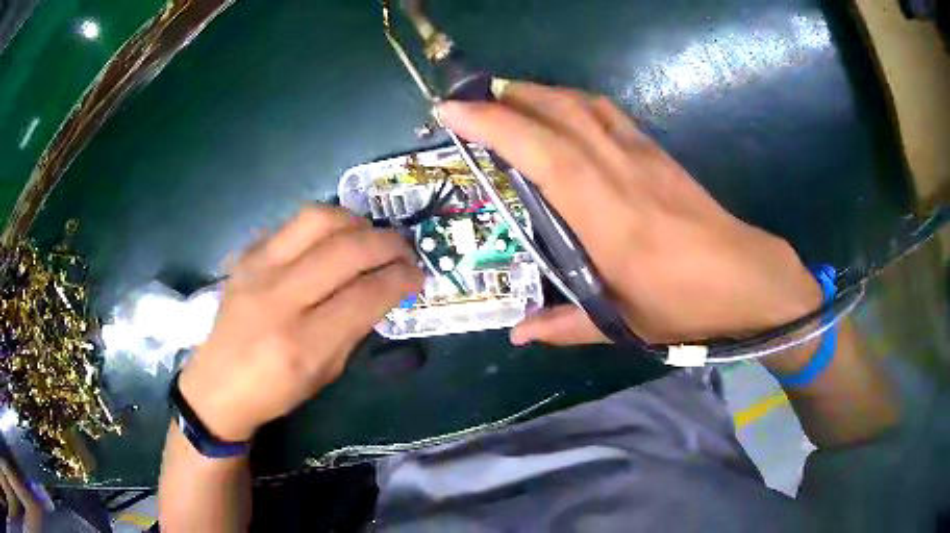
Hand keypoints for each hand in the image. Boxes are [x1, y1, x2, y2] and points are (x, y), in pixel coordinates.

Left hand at [178, 206, 422, 440]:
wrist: (216, 385)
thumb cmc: (274, 392)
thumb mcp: (325, 374)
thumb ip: (354, 329)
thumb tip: (383, 289)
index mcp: (301, 344)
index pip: (364, 295)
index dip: (400, 278)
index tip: (418, 274)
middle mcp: (278, 298)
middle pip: (346, 249)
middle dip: (388, 243)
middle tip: (405, 249)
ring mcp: (257, 269)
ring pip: (318, 219)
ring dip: (355, 222)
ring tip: (370, 236)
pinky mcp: (245, 255)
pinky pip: (292, 224)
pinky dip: (322, 226)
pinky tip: (331, 240)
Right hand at [438, 82, 820, 345]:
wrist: (747, 277)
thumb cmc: (686, 304)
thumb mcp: (623, 323)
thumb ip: (564, 325)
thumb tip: (518, 335)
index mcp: (605, 215)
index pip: (542, 152)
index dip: (493, 125)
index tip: (451, 112)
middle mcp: (619, 170)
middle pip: (557, 112)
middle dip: (504, 98)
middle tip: (466, 103)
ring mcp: (640, 153)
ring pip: (581, 103)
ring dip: (537, 93)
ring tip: (504, 100)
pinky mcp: (656, 151)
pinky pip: (605, 112)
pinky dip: (571, 101)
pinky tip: (559, 110)